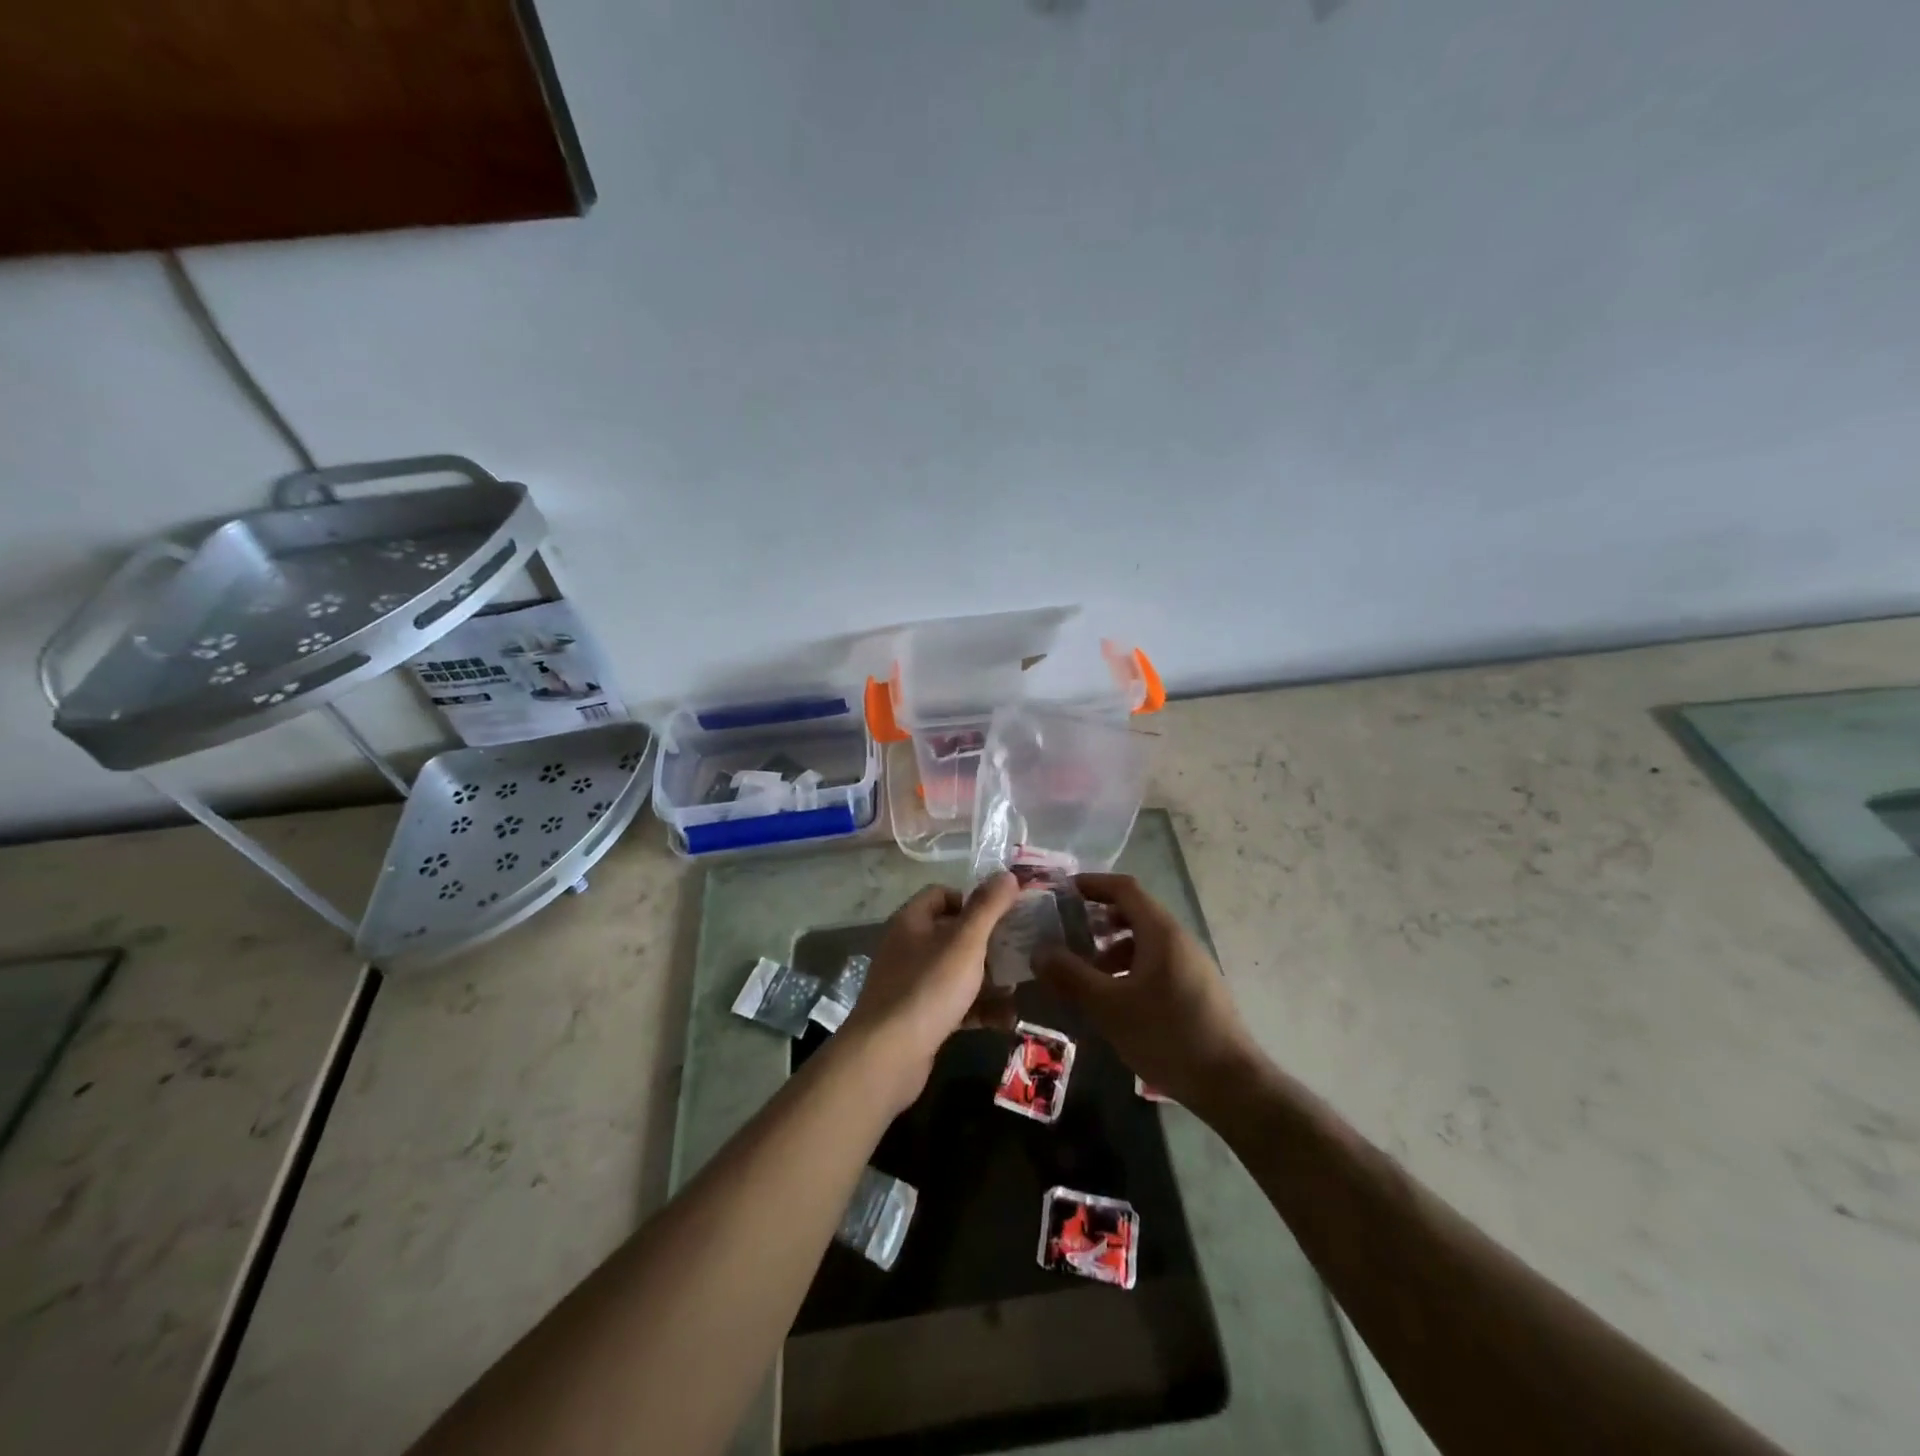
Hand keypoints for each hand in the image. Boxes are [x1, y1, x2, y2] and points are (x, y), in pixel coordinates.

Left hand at [839, 875, 1021, 1109]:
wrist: (888, 1056)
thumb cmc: (928, 988)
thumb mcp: (965, 942)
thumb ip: (988, 907)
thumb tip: (1008, 874)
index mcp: (911, 922)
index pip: (941, 895)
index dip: (972, 899)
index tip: (1002, 913)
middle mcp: (907, 948)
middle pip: (951, 934)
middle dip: (987, 942)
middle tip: (1019, 949)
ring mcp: (911, 985)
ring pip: (956, 972)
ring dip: (987, 978)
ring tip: (1019, 987)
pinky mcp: (918, 1018)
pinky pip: (954, 1005)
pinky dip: (978, 1008)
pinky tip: (1006, 1019)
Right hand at [1033, 873, 1258, 1110]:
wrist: (1231, 1084)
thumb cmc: (1167, 1035)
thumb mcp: (1109, 1007)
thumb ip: (1071, 976)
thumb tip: (1039, 952)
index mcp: (1161, 932)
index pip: (1124, 888)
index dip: (1092, 884)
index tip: (1062, 891)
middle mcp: (1179, 939)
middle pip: (1135, 912)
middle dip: (1098, 919)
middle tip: (1066, 933)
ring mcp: (1191, 964)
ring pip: (1145, 941)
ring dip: (1112, 948)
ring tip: (1086, 973)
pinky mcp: (1196, 989)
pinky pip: (1157, 963)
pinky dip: (1130, 967)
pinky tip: (1116, 999)